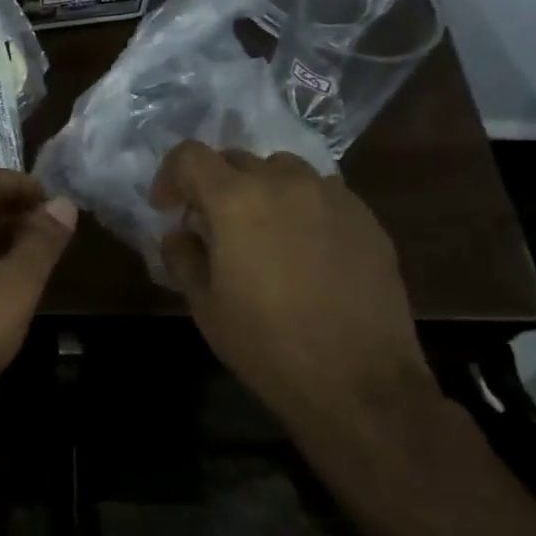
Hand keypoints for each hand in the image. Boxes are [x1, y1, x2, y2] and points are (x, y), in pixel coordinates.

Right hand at [150, 142, 432, 434]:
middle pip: (236, 159)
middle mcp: (285, 182)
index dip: (170, 176)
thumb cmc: (265, 343)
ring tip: (261, 232)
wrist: (357, 380)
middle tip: (212, 226)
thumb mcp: (204, 305)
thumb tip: (179, 235)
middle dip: (214, 186)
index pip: (190, 156)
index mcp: (236, 200)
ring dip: (260, 190)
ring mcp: (332, 196)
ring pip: (283, 170)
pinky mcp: (366, 218)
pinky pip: (322, 194)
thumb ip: (183, 257)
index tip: (168, 209)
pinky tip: (304, 250)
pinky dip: (300, 207)